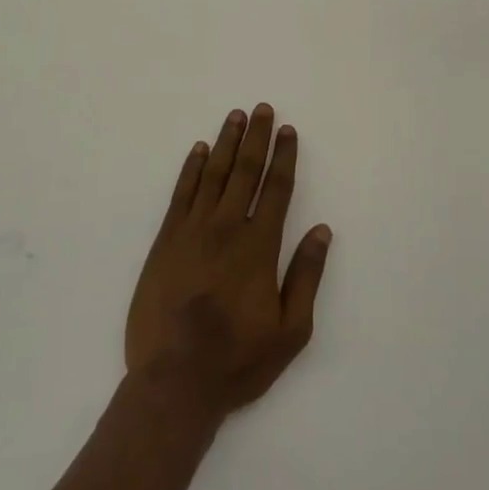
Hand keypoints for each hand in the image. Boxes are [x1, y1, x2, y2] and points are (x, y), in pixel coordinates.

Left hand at [125, 105, 331, 421]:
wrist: (174, 381)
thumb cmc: (238, 359)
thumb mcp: (291, 330)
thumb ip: (307, 275)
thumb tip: (323, 231)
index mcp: (259, 246)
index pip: (276, 188)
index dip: (284, 156)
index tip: (288, 130)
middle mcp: (226, 227)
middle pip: (245, 171)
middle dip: (257, 137)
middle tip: (262, 108)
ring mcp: (192, 231)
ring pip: (213, 174)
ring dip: (227, 142)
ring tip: (235, 116)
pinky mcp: (165, 240)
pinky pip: (181, 193)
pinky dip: (191, 168)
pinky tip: (199, 150)